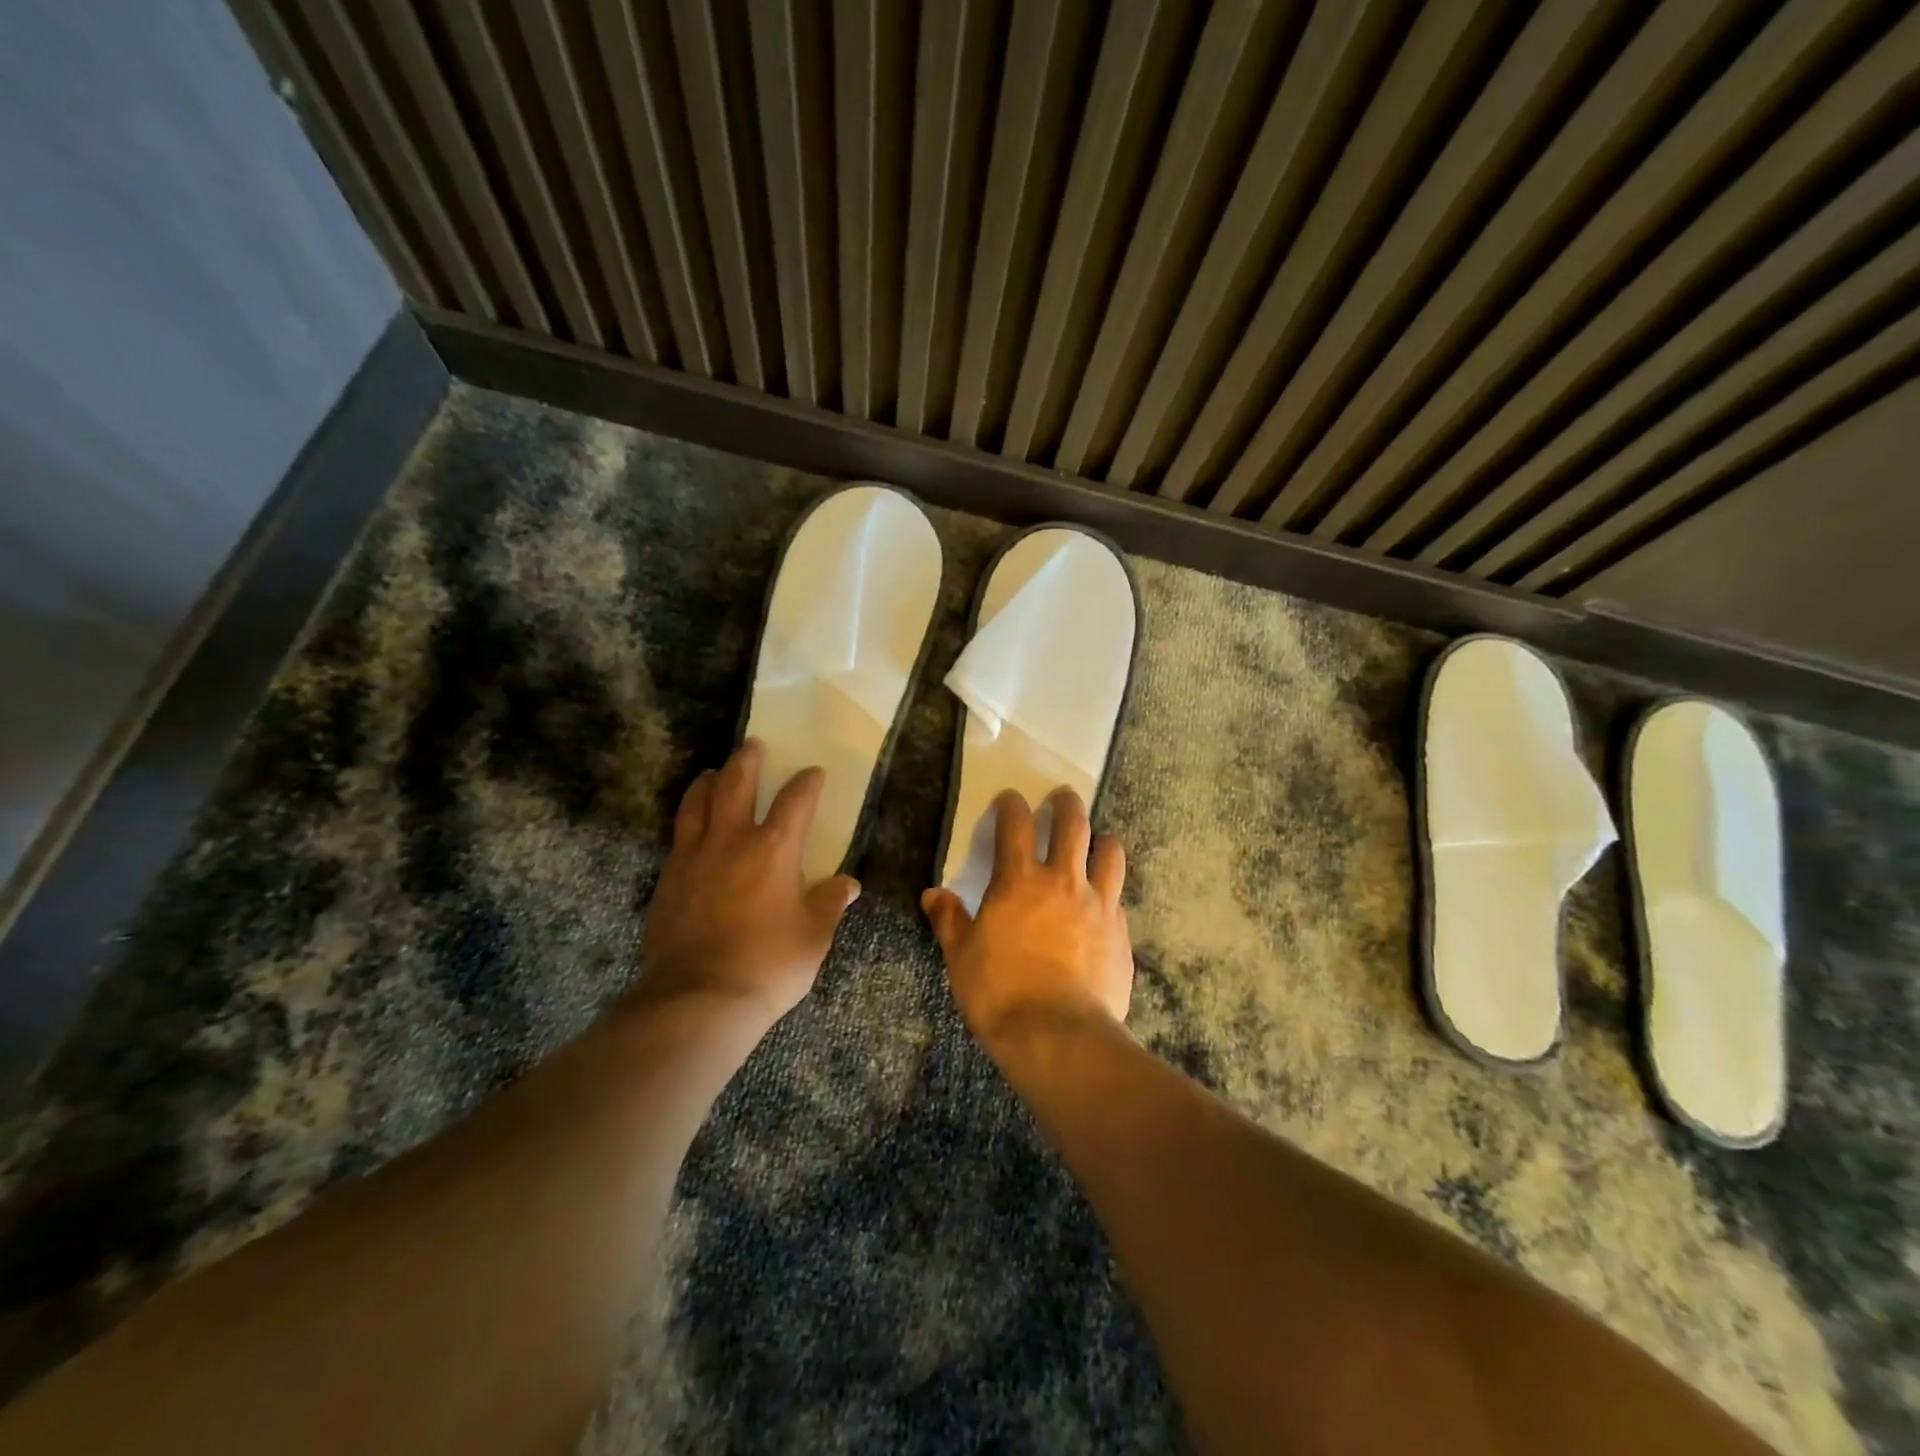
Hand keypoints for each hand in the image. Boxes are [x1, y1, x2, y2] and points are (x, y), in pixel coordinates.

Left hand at [633, 739, 860, 1029]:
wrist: (698, 998)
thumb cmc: (769, 964)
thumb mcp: (814, 936)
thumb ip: (830, 903)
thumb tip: (849, 884)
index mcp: (774, 849)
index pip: (795, 801)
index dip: (807, 782)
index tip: (813, 773)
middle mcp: (731, 841)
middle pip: (736, 784)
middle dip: (747, 760)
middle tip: (752, 744)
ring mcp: (693, 857)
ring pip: (697, 803)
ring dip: (707, 782)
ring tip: (712, 773)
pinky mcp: (667, 879)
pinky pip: (677, 836)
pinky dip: (687, 820)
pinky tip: (691, 828)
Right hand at [921, 787, 1132, 1049]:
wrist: (1058, 1036)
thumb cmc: (1000, 993)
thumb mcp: (961, 957)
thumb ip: (949, 920)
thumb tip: (933, 894)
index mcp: (1019, 882)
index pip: (1015, 824)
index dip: (1011, 804)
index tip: (1009, 798)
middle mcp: (1063, 881)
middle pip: (1073, 824)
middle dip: (1066, 803)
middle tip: (1062, 797)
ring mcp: (1099, 905)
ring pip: (1110, 852)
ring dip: (1101, 840)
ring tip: (1096, 841)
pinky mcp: (1121, 933)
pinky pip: (1118, 899)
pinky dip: (1109, 892)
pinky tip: (1102, 906)